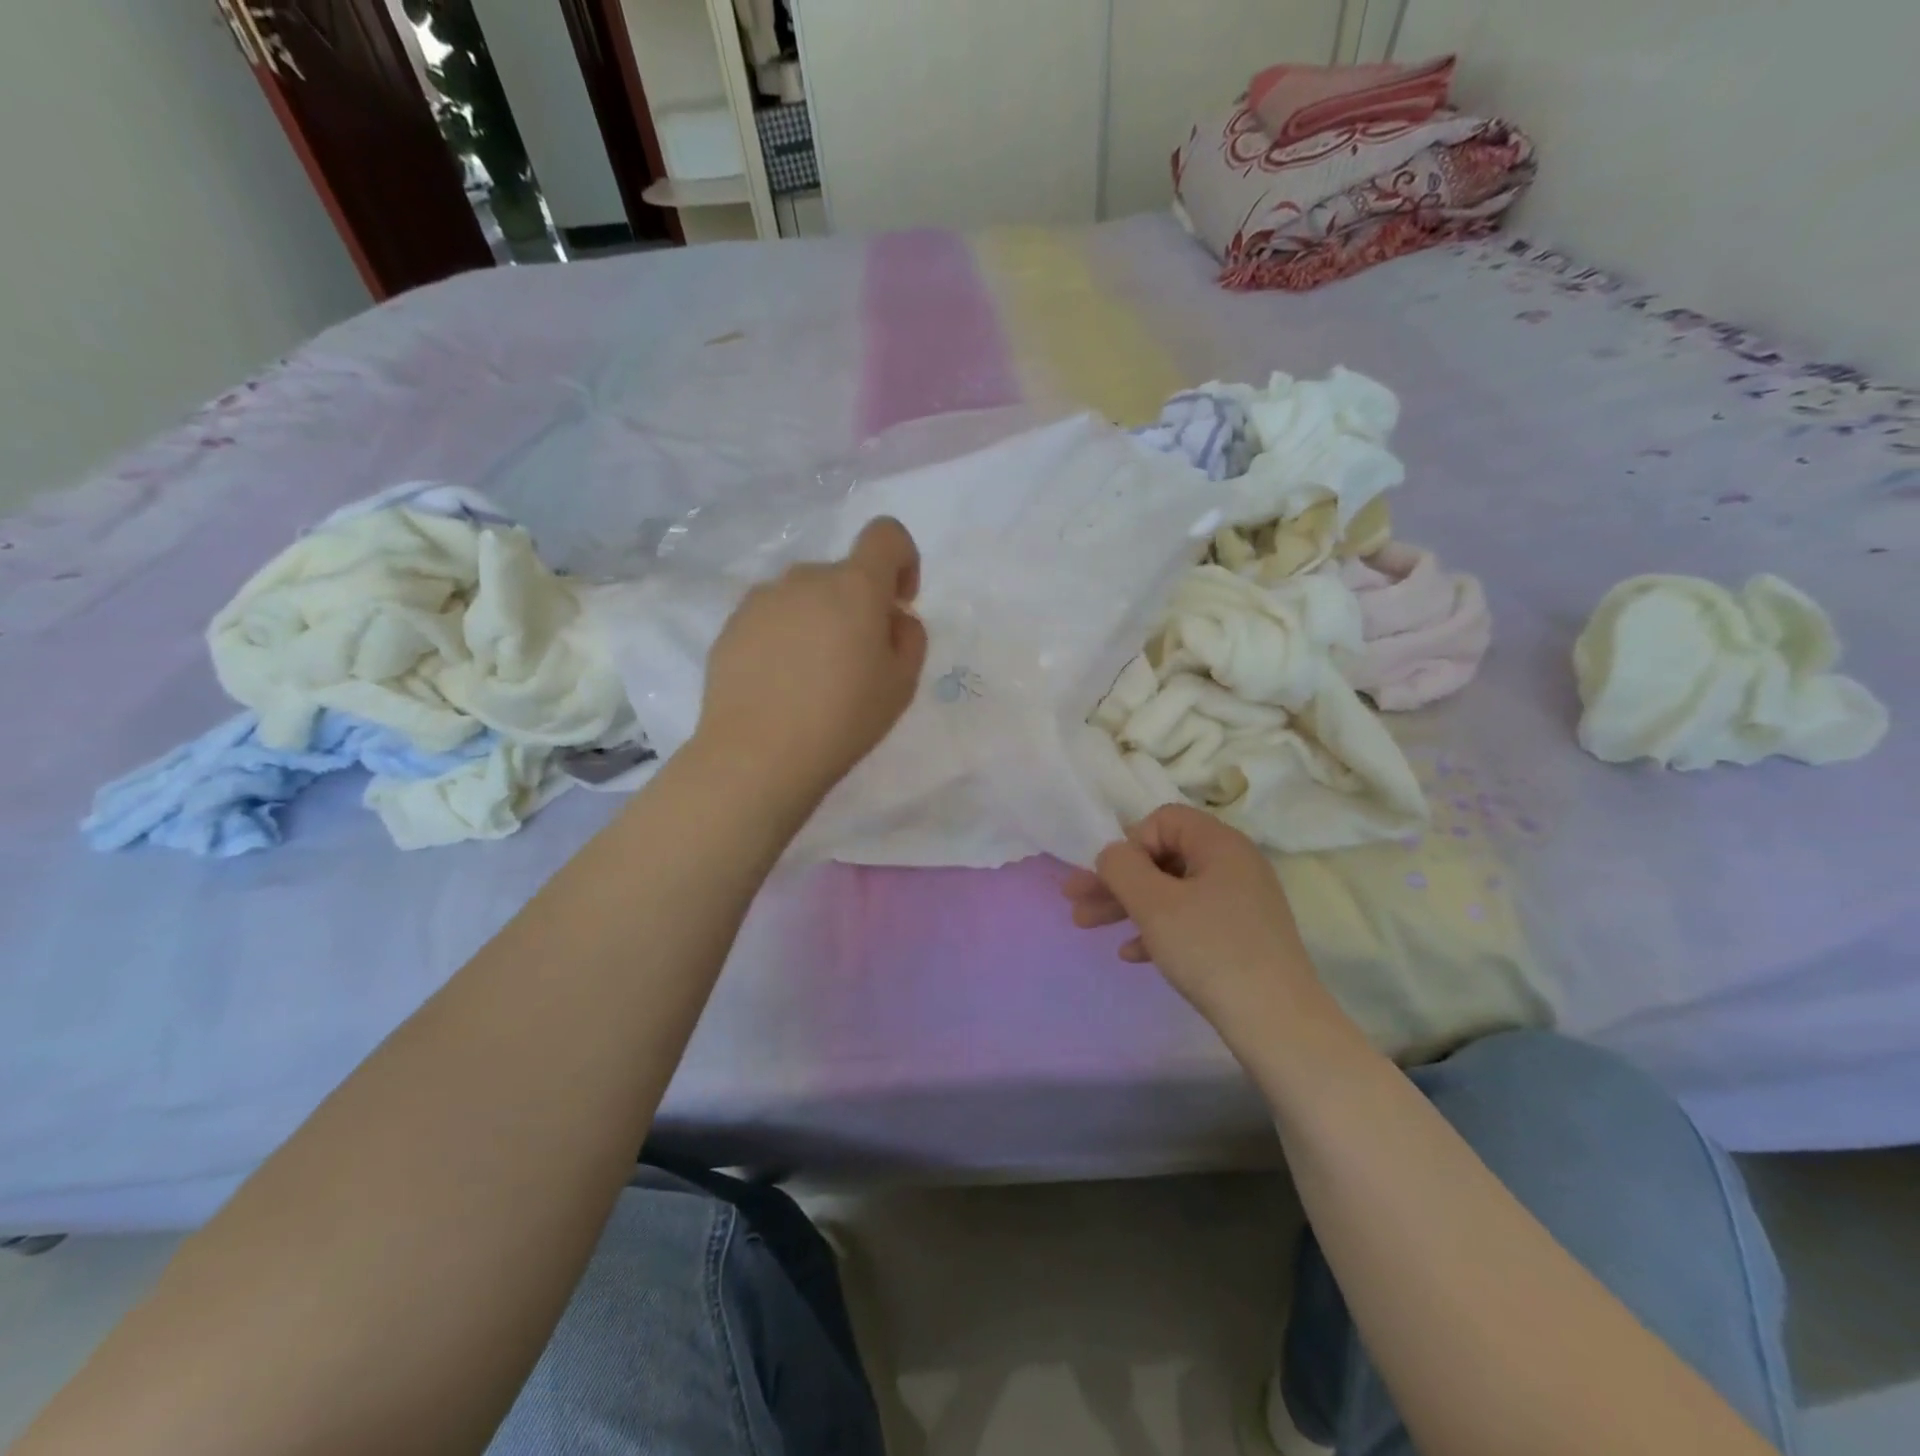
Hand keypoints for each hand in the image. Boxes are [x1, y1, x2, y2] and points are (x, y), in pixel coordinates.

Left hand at [698, 516, 927, 800]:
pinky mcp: (730, 627)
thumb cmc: (842, 719)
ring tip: (813, 678)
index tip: (898, 603)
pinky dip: (784, 639)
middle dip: (857, 606)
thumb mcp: (902, 684)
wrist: (756, 756)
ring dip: (818, 622)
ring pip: (804, 598)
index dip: (902, 559)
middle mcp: (804, 579)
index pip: (885, 535)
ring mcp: (761, 600)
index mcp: (854, 586)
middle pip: (843, 575)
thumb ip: (910, 636)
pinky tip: (780, 686)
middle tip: (857, 663)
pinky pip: (771, 620)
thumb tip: (892, 617)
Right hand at [1062, 805, 1327, 1032]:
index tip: (1112, 879)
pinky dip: (1158, 930)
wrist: (1276, 1022)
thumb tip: (1113, 855)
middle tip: (1076, 900)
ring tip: (1086, 926)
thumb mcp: (1154, 903)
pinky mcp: (1241, 936)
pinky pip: (1190, 920)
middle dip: (1115, 880)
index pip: (1163, 820)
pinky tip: (1131, 955)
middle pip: (1162, 857)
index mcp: (1220, 844)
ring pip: (1172, 892)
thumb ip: (1121, 867)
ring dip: (1128, 905)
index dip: (1130, 844)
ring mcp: (1240, 902)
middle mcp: (1234, 865)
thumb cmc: (1210, 950)